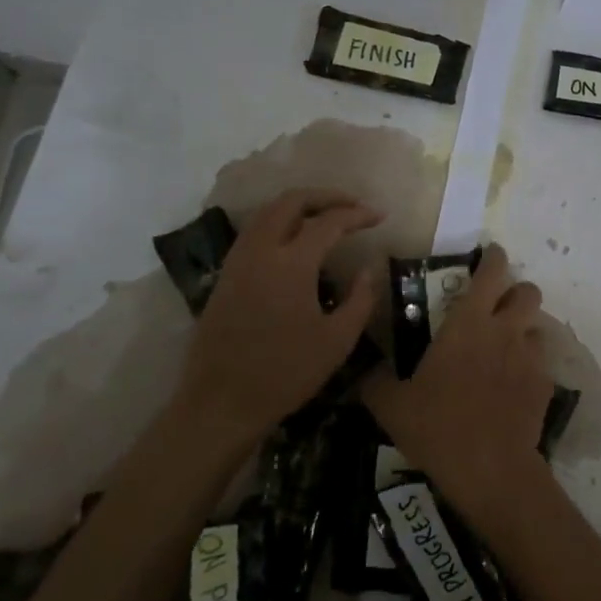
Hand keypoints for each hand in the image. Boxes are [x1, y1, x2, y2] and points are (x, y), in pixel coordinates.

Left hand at [181, 189, 379, 434]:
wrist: (220, 403)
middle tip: (353, 205)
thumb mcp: (337, 341)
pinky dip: (280, 222)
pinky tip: (296, 240)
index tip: (380, 216)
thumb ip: (360, 299)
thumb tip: (368, 269)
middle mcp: (261, 251)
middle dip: (326, 196)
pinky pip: (255, 231)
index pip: (329, 222)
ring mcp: (238, 261)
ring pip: (268, 212)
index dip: (357, 215)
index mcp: (291, 264)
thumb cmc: (285, 373)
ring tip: (327, 216)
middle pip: (291, 201)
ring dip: (300, 205)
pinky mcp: (226, 275)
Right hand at [363, 244, 552, 525]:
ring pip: (537, 327)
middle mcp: (505, 331)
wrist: (490, 469)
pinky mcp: (545, 384)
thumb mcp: (392, 406)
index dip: (494, 258)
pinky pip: (541, 363)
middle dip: (517, 293)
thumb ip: (376, 381)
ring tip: (506, 351)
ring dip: (523, 331)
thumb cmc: (438, 427)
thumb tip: (366, 370)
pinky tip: (513, 387)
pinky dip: (529, 367)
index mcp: (468, 324)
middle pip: (528, 292)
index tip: (491, 255)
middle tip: (498, 308)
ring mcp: (530, 357)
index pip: (491, 272)